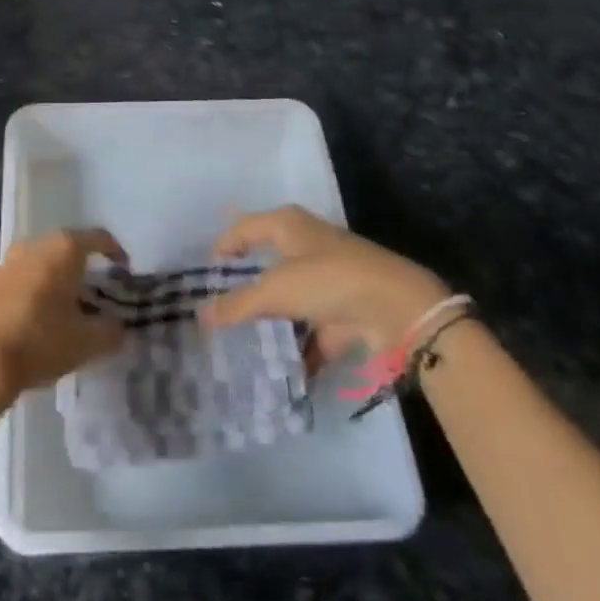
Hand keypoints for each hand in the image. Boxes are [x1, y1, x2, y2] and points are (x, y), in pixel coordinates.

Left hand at [0, 228, 128, 423]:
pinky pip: (16, 283)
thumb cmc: (40, 342)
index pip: (97, 238)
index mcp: (62, 250)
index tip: (124, 267)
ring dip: (52, 281)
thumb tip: (116, 326)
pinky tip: (33, 323)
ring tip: (63, 309)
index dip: (114, 250)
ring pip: (37, 265)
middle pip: (64, 249)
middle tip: (94, 292)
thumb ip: (110, 331)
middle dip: (80, 268)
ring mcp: (3, 264)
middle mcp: (32, 247)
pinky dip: (30, 295)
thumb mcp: (87, 343)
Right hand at [201, 206, 449, 366]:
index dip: (224, 245)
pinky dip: (297, 352)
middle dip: (245, 287)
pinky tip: (277, 375)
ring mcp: (327, 280)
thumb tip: (200, 314)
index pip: (245, 227)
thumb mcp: (276, 290)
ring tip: (240, 347)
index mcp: (288, 225)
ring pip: (289, 300)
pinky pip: (311, 332)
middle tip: (216, 310)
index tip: (205, 272)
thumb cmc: (330, 280)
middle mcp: (306, 245)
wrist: (399, 310)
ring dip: (270, 323)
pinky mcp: (343, 312)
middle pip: (267, 263)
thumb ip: (237, 304)